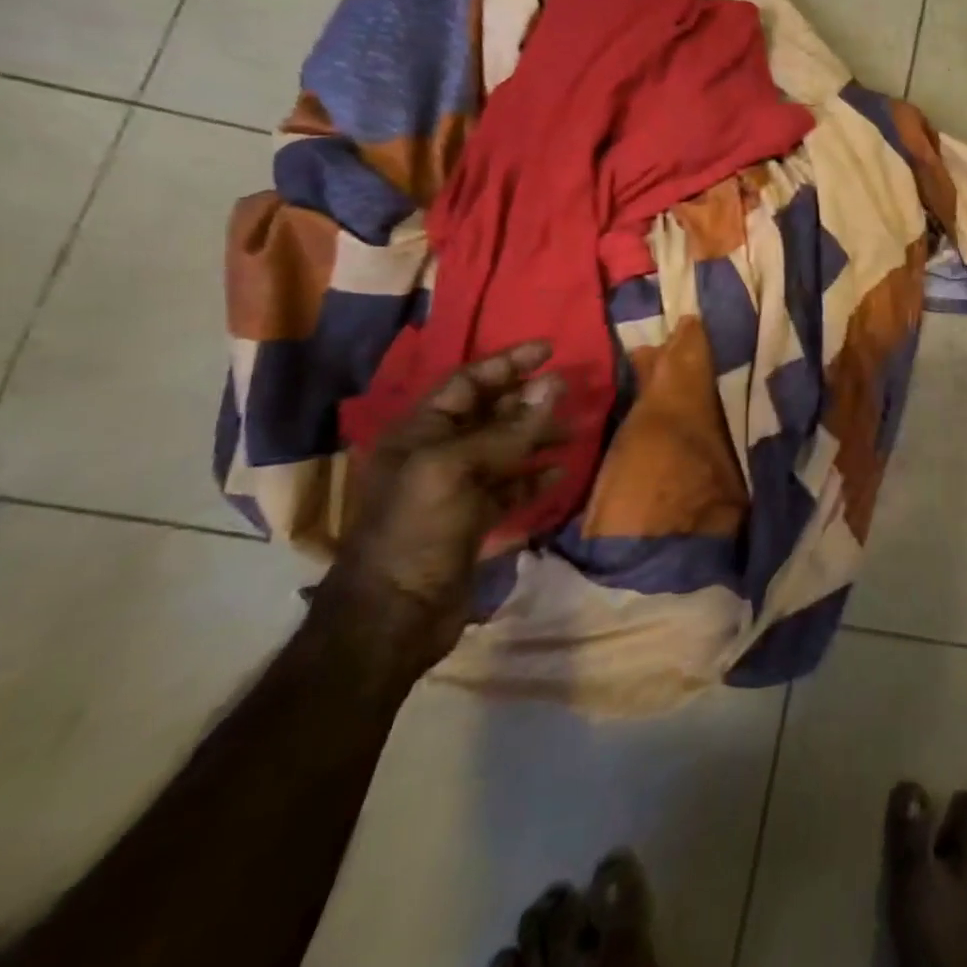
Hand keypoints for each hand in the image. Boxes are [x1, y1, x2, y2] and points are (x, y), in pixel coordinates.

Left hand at [317, 342, 567, 673]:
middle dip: (528, 399)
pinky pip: (510, 487)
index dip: (508, 363)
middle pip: (489, 413)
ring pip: (504, 449)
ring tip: (575, 430)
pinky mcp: (472, 521)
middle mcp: (435, 454)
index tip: (550, 348)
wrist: (391, 618)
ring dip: (538, 436)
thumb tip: (553, 385)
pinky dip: (534, 477)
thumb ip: (508, 430)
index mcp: (419, 433)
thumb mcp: (455, 470)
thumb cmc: (414, 531)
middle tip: (570, 390)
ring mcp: (455, 489)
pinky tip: (559, 473)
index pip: (468, 381)